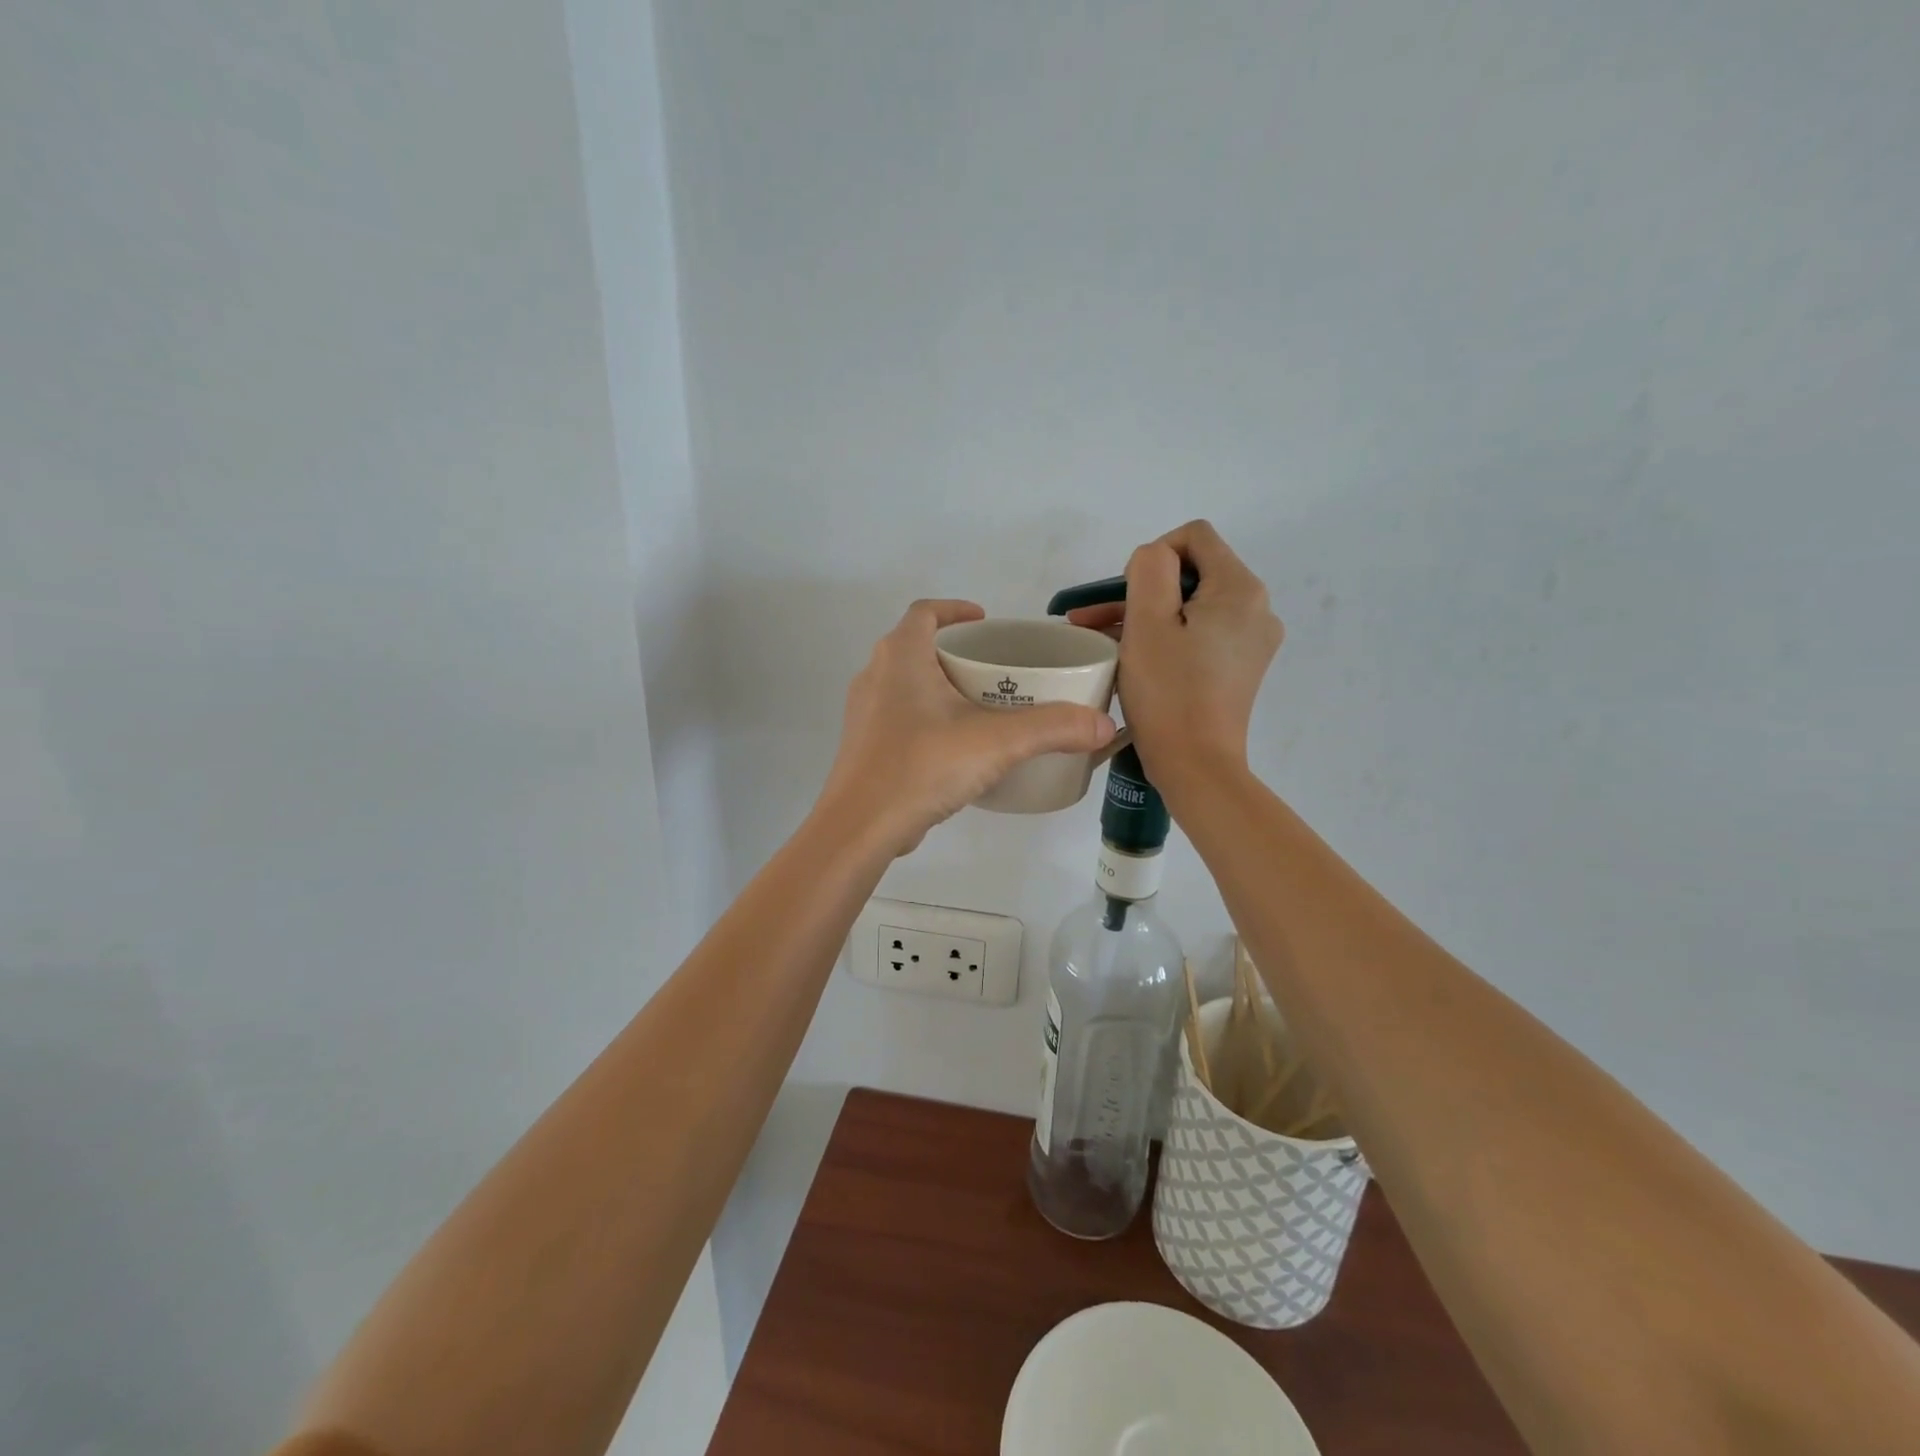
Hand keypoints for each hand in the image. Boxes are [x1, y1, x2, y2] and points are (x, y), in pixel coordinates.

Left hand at [818, 600, 1117, 855]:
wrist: (860, 827)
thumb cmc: (922, 766)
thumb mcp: (997, 742)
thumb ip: (1053, 728)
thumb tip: (1103, 724)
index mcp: (901, 657)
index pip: (925, 612)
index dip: (954, 610)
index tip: (984, 622)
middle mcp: (875, 675)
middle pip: (916, 647)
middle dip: (954, 653)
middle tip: (994, 670)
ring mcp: (864, 713)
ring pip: (905, 684)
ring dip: (939, 686)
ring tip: (979, 707)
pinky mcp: (863, 747)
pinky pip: (898, 717)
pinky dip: (926, 719)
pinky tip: (953, 748)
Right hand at [1067, 521, 1282, 798]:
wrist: (1196, 765)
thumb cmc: (1168, 692)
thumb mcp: (1147, 622)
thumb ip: (1150, 569)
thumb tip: (1156, 560)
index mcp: (1240, 588)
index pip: (1195, 537)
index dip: (1153, 555)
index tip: (1126, 596)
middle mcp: (1257, 608)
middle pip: (1193, 573)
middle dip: (1142, 591)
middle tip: (1094, 620)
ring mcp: (1252, 640)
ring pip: (1192, 606)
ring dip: (1148, 616)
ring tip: (1102, 640)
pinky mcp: (1240, 667)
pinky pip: (1200, 634)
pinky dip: (1168, 637)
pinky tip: (1134, 658)